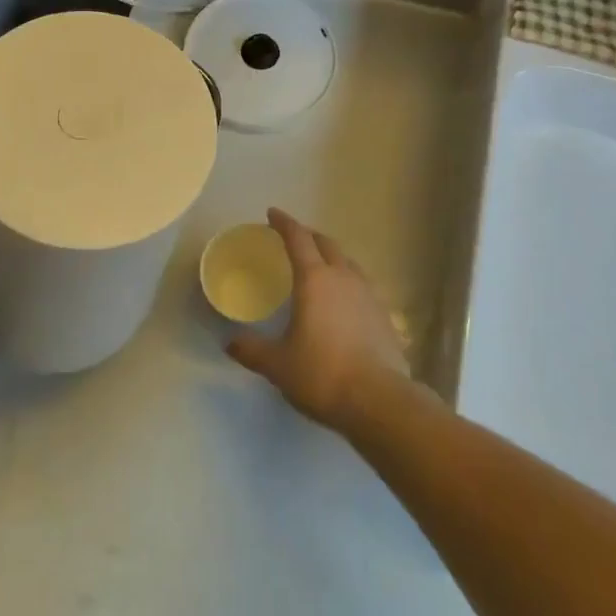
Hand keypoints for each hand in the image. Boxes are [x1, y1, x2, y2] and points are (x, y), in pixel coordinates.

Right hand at [225, 208, 411, 431]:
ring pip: (348, 262)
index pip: (297, 238)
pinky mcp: (384, 314)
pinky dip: (348, 281)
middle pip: (326, 243)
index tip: (272, 214)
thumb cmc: (322, 374)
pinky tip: (344, 300)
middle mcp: (343, 277)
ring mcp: (368, 293)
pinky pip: (362, 285)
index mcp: (314, 279)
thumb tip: (230, 342)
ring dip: (332, 257)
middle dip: (309, 236)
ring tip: (321, 266)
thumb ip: (252, 350)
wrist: (379, 401)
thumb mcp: (278, 365)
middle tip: (295, 239)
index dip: (284, 223)